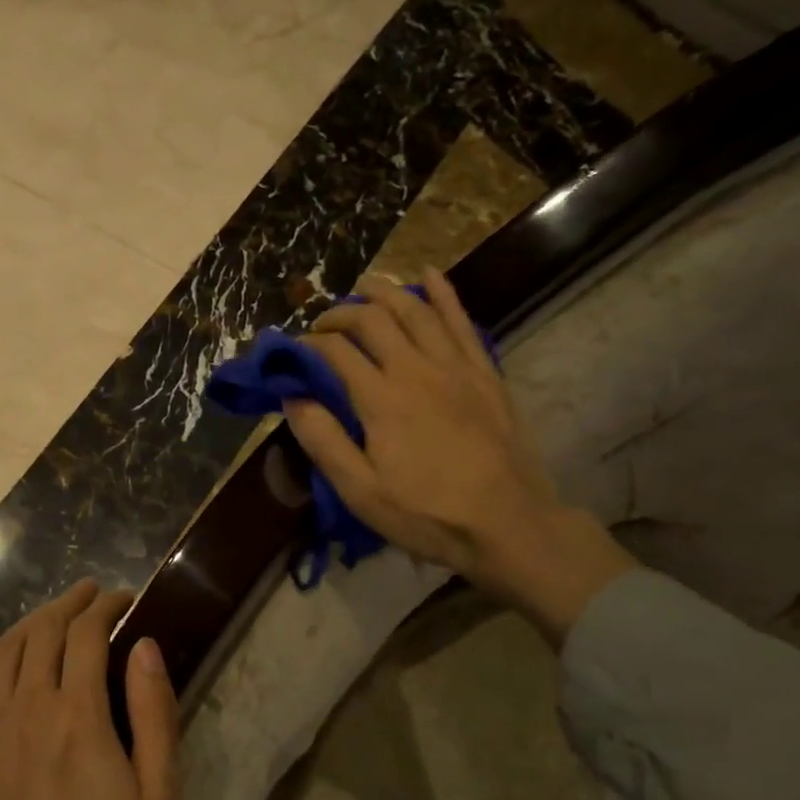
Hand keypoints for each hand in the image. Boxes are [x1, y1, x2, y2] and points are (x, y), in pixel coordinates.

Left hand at [0, 579, 181, 799]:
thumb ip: (154, 714)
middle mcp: (23, 710)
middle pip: (41, 632)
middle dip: (69, 603)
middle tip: (90, 594)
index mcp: (76, 716)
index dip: (105, 606)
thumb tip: (146, 647)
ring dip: (31, 623)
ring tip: (53, 615)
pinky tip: (6, 658)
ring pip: (3, 652)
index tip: (123, 598)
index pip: (86, 634)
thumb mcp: (157, 798)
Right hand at [285, 269, 635, 644]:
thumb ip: (323, 440)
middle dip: (341, 312)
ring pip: (416, 310)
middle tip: (324, 322)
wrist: (507, 522)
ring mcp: (455, 366)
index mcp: (381, 399)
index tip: (296, 351)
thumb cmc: (427, 513)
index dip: (310, 344)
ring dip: (385, 292)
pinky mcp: (484, 372)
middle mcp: (416, 369)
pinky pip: (461, 320)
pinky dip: (443, 294)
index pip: (336, 351)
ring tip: (365, 286)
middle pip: (374, 319)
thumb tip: (292, 398)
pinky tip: (430, 277)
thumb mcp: (360, 491)